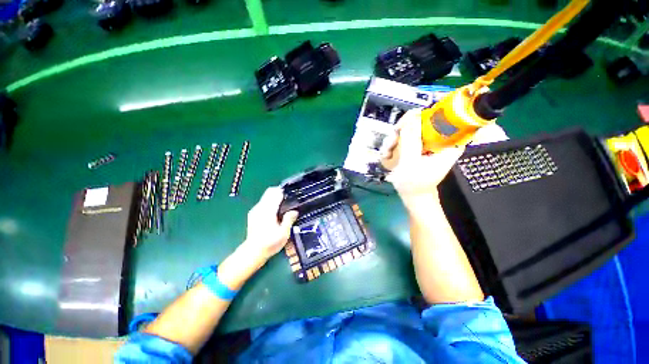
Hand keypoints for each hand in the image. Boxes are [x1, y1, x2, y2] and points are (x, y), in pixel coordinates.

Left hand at [242, 187, 298, 263]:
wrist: (253, 252)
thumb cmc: (270, 243)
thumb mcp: (284, 233)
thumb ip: (289, 219)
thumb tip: (294, 211)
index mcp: (268, 211)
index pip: (275, 193)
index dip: (284, 192)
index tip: (290, 195)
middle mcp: (260, 208)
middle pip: (269, 192)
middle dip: (279, 193)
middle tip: (288, 200)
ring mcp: (255, 210)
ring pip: (265, 196)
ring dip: (274, 198)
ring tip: (282, 207)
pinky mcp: (252, 214)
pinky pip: (262, 203)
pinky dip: (269, 203)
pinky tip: (274, 213)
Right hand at [380, 109, 464, 207]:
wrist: (413, 195)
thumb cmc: (415, 183)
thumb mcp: (411, 162)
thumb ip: (411, 139)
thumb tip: (412, 114)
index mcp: (448, 143)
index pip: (440, 118)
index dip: (420, 117)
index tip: (402, 126)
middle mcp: (439, 140)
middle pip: (420, 123)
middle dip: (402, 132)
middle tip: (390, 145)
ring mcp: (428, 144)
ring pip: (410, 130)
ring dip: (395, 140)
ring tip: (387, 153)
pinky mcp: (419, 147)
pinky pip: (406, 139)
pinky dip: (395, 145)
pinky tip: (388, 155)